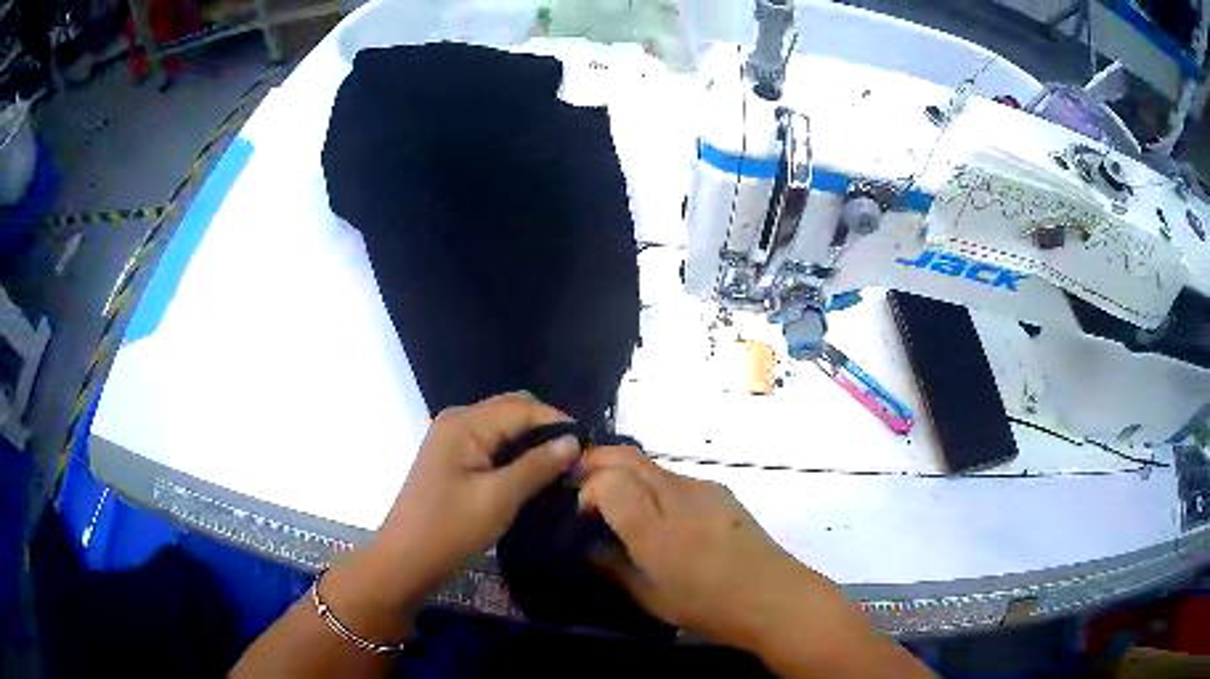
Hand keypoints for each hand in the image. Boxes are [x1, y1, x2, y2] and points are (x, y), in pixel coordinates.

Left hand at [371, 392, 580, 591]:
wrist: (406, 559)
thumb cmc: (451, 528)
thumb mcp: (500, 497)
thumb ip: (538, 466)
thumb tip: (573, 441)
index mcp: (465, 422)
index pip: (523, 408)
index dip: (558, 422)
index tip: (591, 446)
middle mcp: (458, 420)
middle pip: (512, 410)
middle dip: (547, 428)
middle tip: (578, 456)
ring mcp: (452, 439)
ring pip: (503, 427)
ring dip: (532, 441)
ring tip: (563, 464)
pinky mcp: (453, 459)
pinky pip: (491, 444)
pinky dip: (515, 453)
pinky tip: (535, 472)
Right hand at [578, 446, 810, 649]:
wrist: (775, 597)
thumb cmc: (709, 607)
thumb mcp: (651, 598)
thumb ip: (614, 568)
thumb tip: (589, 548)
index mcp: (656, 529)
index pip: (609, 482)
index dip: (587, 489)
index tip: (583, 514)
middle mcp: (678, 496)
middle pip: (627, 458)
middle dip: (597, 463)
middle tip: (582, 486)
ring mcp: (703, 488)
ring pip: (651, 465)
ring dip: (626, 473)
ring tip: (620, 504)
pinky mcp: (721, 491)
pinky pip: (675, 478)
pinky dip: (653, 485)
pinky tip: (660, 515)